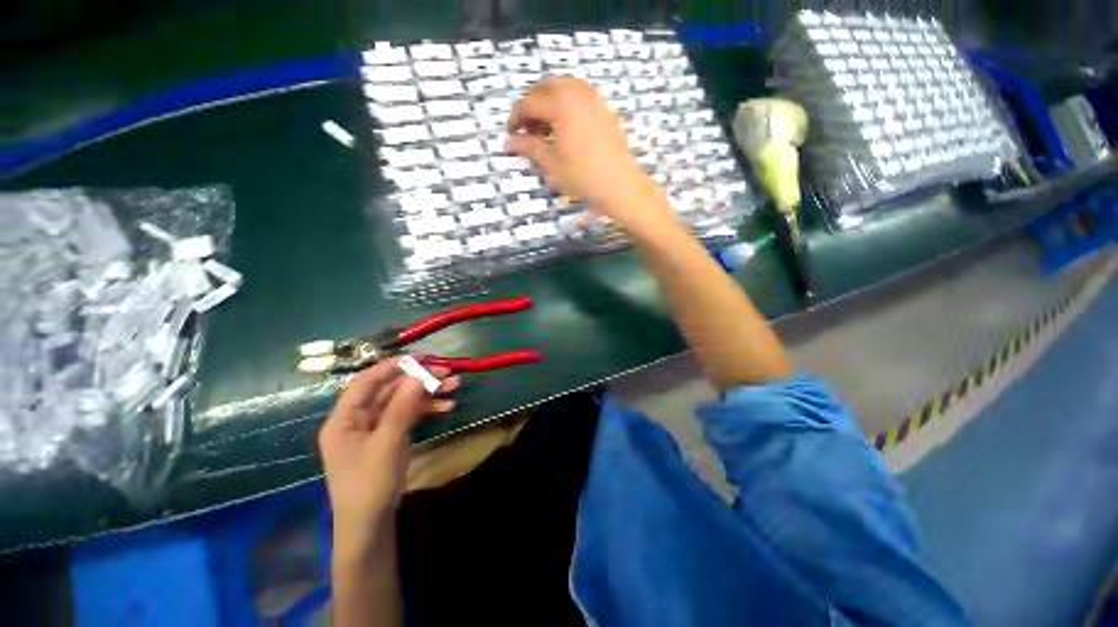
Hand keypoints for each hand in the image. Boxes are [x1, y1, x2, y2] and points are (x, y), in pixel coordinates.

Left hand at [318, 357, 459, 551]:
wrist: (370, 527)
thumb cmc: (369, 486)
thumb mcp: (386, 445)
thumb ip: (402, 408)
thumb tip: (418, 374)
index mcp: (344, 419)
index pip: (366, 381)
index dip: (392, 366)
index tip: (421, 357)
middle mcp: (358, 419)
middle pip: (389, 389)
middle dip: (418, 379)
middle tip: (446, 371)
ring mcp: (375, 428)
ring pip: (402, 401)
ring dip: (427, 392)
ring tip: (454, 385)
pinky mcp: (389, 437)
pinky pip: (408, 415)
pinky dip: (427, 409)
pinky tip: (447, 407)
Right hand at [506, 77, 669, 228]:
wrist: (619, 184)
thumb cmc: (583, 177)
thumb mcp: (552, 164)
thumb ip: (529, 148)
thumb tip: (507, 142)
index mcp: (560, 104)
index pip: (528, 103)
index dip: (515, 119)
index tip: (511, 135)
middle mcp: (575, 92)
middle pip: (544, 87)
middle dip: (531, 105)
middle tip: (527, 130)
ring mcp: (593, 97)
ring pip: (562, 87)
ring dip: (548, 101)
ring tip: (545, 128)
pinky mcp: (603, 107)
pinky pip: (578, 94)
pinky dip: (565, 103)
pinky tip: (565, 126)